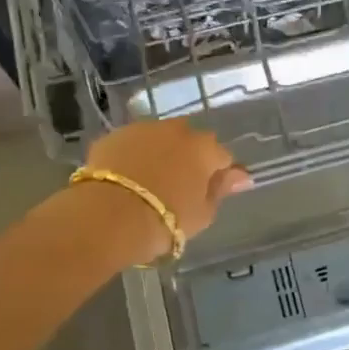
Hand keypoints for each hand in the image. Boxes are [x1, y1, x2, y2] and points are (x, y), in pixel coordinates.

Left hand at [83, 119, 253, 259]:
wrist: (106, 217)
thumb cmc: (164, 221)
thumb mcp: (202, 214)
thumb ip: (221, 190)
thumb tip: (241, 175)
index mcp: (204, 148)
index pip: (222, 157)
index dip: (217, 176)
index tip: (208, 194)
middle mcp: (177, 130)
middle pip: (190, 141)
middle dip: (188, 158)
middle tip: (178, 187)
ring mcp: (143, 129)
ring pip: (159, 138)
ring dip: (159, 153)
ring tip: (148, 182)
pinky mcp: (113, 136)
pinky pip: (131, 144)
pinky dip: (132, 156)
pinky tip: (124, 179)